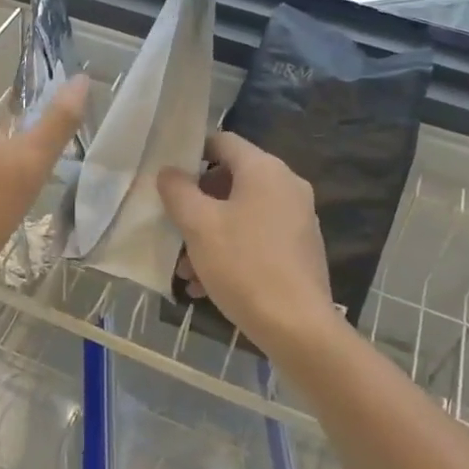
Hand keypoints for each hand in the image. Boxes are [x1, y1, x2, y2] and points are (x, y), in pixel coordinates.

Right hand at [158, 132, 339, 355]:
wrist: (298, 327)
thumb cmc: (243, 265)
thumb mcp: (198, 225)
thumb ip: (178, 191)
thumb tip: (169, 172)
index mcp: (264, 169)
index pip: (223, 141)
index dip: (191, 153)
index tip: (168, 178)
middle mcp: (286, 186)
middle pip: (231, 180)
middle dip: (197, 205)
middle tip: (172, 229)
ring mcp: (297, 219)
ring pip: (241, 214)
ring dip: (209, 234)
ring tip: (184, 270)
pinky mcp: (300, 249)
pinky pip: (257, 238)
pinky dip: (231, 251)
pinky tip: (207, 285)